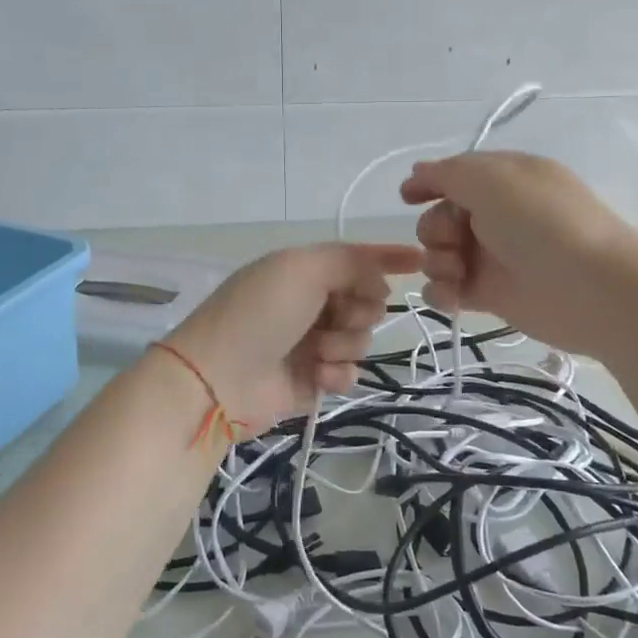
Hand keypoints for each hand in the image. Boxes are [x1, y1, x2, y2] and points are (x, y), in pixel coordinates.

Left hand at [163, 243, 423, 432]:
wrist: (218, 379)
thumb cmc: (258, 313)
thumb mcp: (303, 269)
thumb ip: (351, 262)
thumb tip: (381, 278)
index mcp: (304, 270)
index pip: (355, 259)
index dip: (387, 258)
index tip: (420, 260)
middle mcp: (311, 303)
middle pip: (368, 301)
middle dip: (360, 310)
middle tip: (337, 317)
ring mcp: (312, 342)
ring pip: (362, 338)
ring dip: (345, 344)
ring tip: (316, 353)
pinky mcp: (313, 380)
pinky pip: (350, 372)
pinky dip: (338, 373)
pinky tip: (317, 376)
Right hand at [399, 151, 637, 356]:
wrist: (589, 287)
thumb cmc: (540, 222)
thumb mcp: (491, 179)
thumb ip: (447, 173)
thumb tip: (419, 171)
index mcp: (505, 179)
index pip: (456, 176)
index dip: (429, 184)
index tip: (407, 198)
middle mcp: (498, 215)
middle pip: (441, 217)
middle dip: (435, 227)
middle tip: (454, 238)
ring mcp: (494, 256)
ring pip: (440, 254)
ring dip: (437, 261)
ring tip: (457, 271)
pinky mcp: (491, 295)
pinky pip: (449, 289)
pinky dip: (443, 293)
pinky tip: (453, 296)